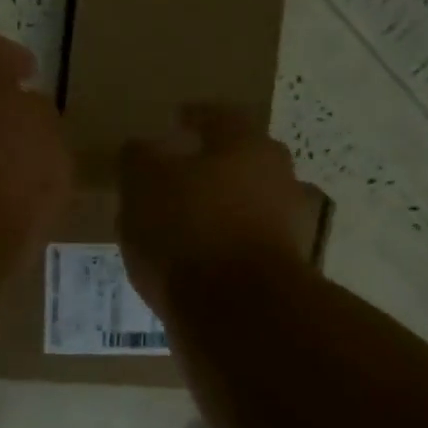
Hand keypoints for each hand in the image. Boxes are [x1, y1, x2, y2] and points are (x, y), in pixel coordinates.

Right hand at [118, 105, 307, 319]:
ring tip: (179, 224)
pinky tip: (194, 262)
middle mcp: (278, 178)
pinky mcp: (284, 270)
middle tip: (177, 174)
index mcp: (248, 145)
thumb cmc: (188, 229)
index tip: (177, 119)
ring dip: (218, 209)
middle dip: (211, 166)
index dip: (194, 116)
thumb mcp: (143, 184)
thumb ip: (139, 159)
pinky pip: (246, 247)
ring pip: (246, 205)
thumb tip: (142, 149)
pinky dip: (223, 248)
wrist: (239, 311)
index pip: (220, 117)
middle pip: (241, 162)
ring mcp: (287, 226)